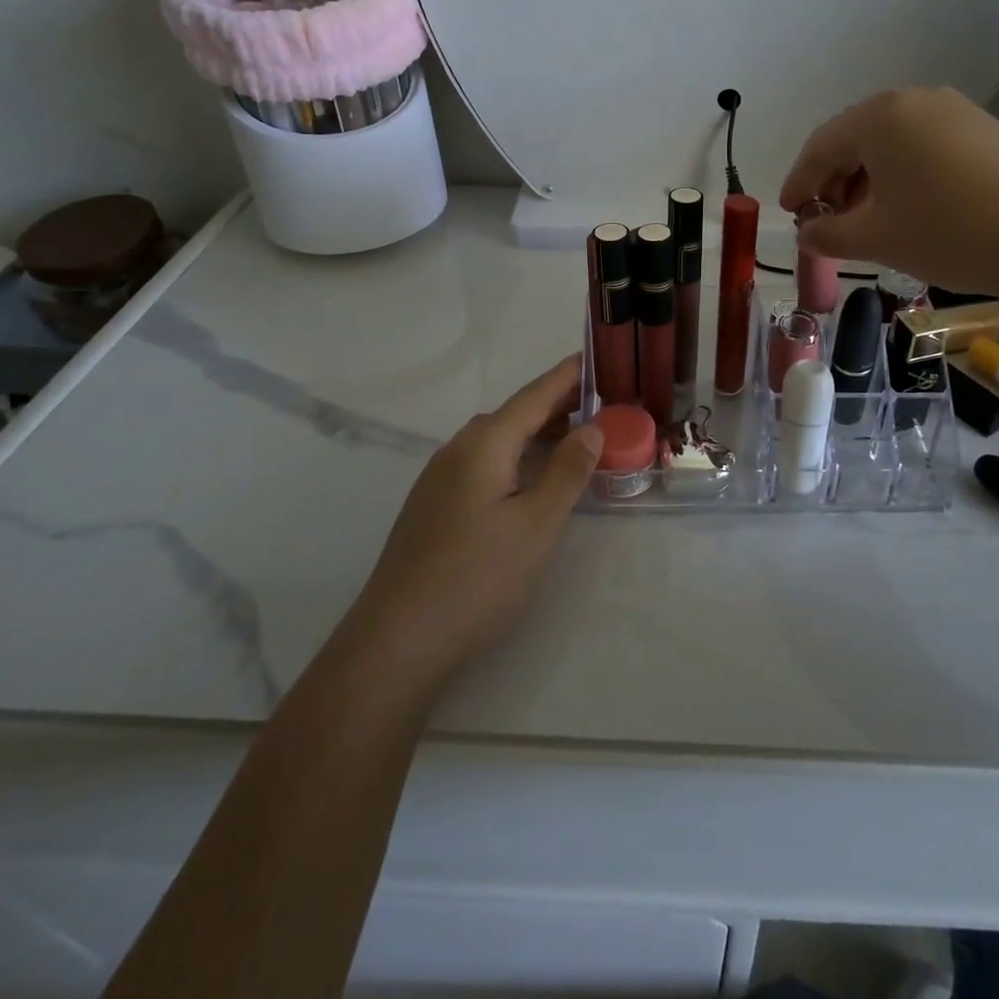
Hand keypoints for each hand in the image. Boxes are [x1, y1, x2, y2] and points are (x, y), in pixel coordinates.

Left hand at [342, 356, 603, 692]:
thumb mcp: (537, 525)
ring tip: (575, 439)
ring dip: (537, 434)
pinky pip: (484, 464)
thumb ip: (567, 471)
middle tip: (601, 404)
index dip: (568, 376)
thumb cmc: (477, 578)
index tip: (597, 357)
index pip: (535, 395)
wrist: (396, 641)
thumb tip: (591, 428)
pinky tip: (530, 480)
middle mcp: (458, 449)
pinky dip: (516, 458)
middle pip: (515, 414)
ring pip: (498, 441)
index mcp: (484, 443)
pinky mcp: (434, 506)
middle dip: (558, 405)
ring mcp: (440, 479)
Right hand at [780, 87, 998, 295]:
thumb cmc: (944, 231)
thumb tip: (806, 233)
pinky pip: (923, 144)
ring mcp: (952, 109)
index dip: (799, 182)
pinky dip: (901, 172)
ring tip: (864, 218)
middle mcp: (913, 100)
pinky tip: (905, 204)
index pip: (821, 146)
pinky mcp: (981, 127)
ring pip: (891, 142)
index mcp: (878, 117)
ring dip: (867, 178)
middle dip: (834, 181)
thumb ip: (828, 235)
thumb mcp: (876, 238)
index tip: (789, 212)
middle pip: (855, 139)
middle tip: (826, 220)